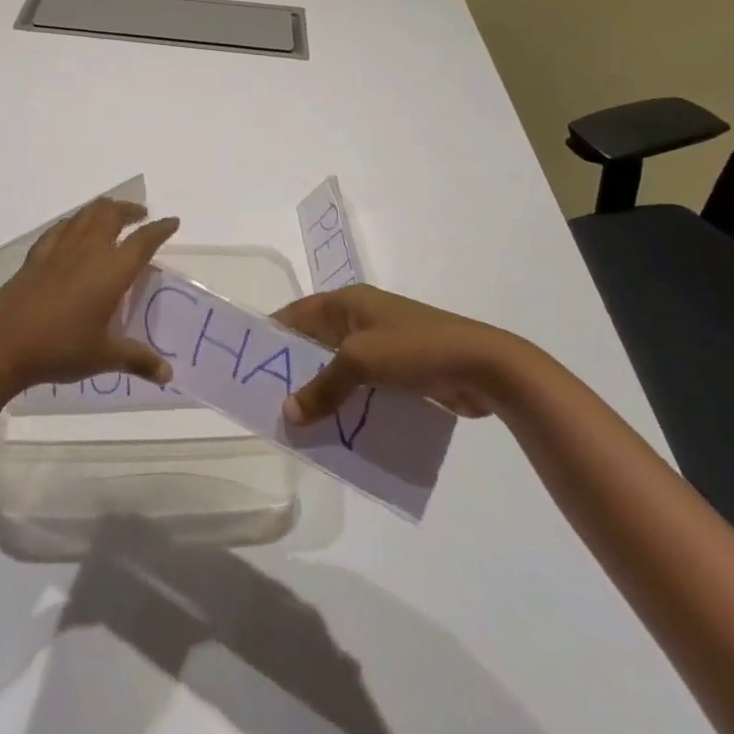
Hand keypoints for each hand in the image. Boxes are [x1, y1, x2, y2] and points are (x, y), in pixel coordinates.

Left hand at [0, 198, 179, 393]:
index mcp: (111, 270)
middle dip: (129, 210)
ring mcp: (59, 250)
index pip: (143, 240)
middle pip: (112, 215)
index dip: (160, 229)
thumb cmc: (61, 348)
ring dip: (103, 209)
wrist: (4, 344)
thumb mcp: (104, 357)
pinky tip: (72, 230)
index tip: (172, 222)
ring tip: (111, 214)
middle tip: (140, 215)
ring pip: (85, 215)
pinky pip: (60, 228)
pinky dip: (73, 222)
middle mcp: (88, 251)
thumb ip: (138, 359)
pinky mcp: (36, 257)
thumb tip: (168, 373)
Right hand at [274, 284, 530, 422]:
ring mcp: (385, 345)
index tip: (249, 359)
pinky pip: (365, 388)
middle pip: (317, 342)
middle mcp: (363, 319)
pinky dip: (350, 404)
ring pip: (341, 369)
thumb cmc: (415, 349)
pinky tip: (338, 431)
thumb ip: (323, 386)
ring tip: (299, 422)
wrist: (484, 366)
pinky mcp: (403, 372)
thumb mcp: (361, 361)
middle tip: (269, 399)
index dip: (274, 332)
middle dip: (295, 369)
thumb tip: (288, 413)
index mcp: (349, 302)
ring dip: (324, 392)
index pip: (299, 312)